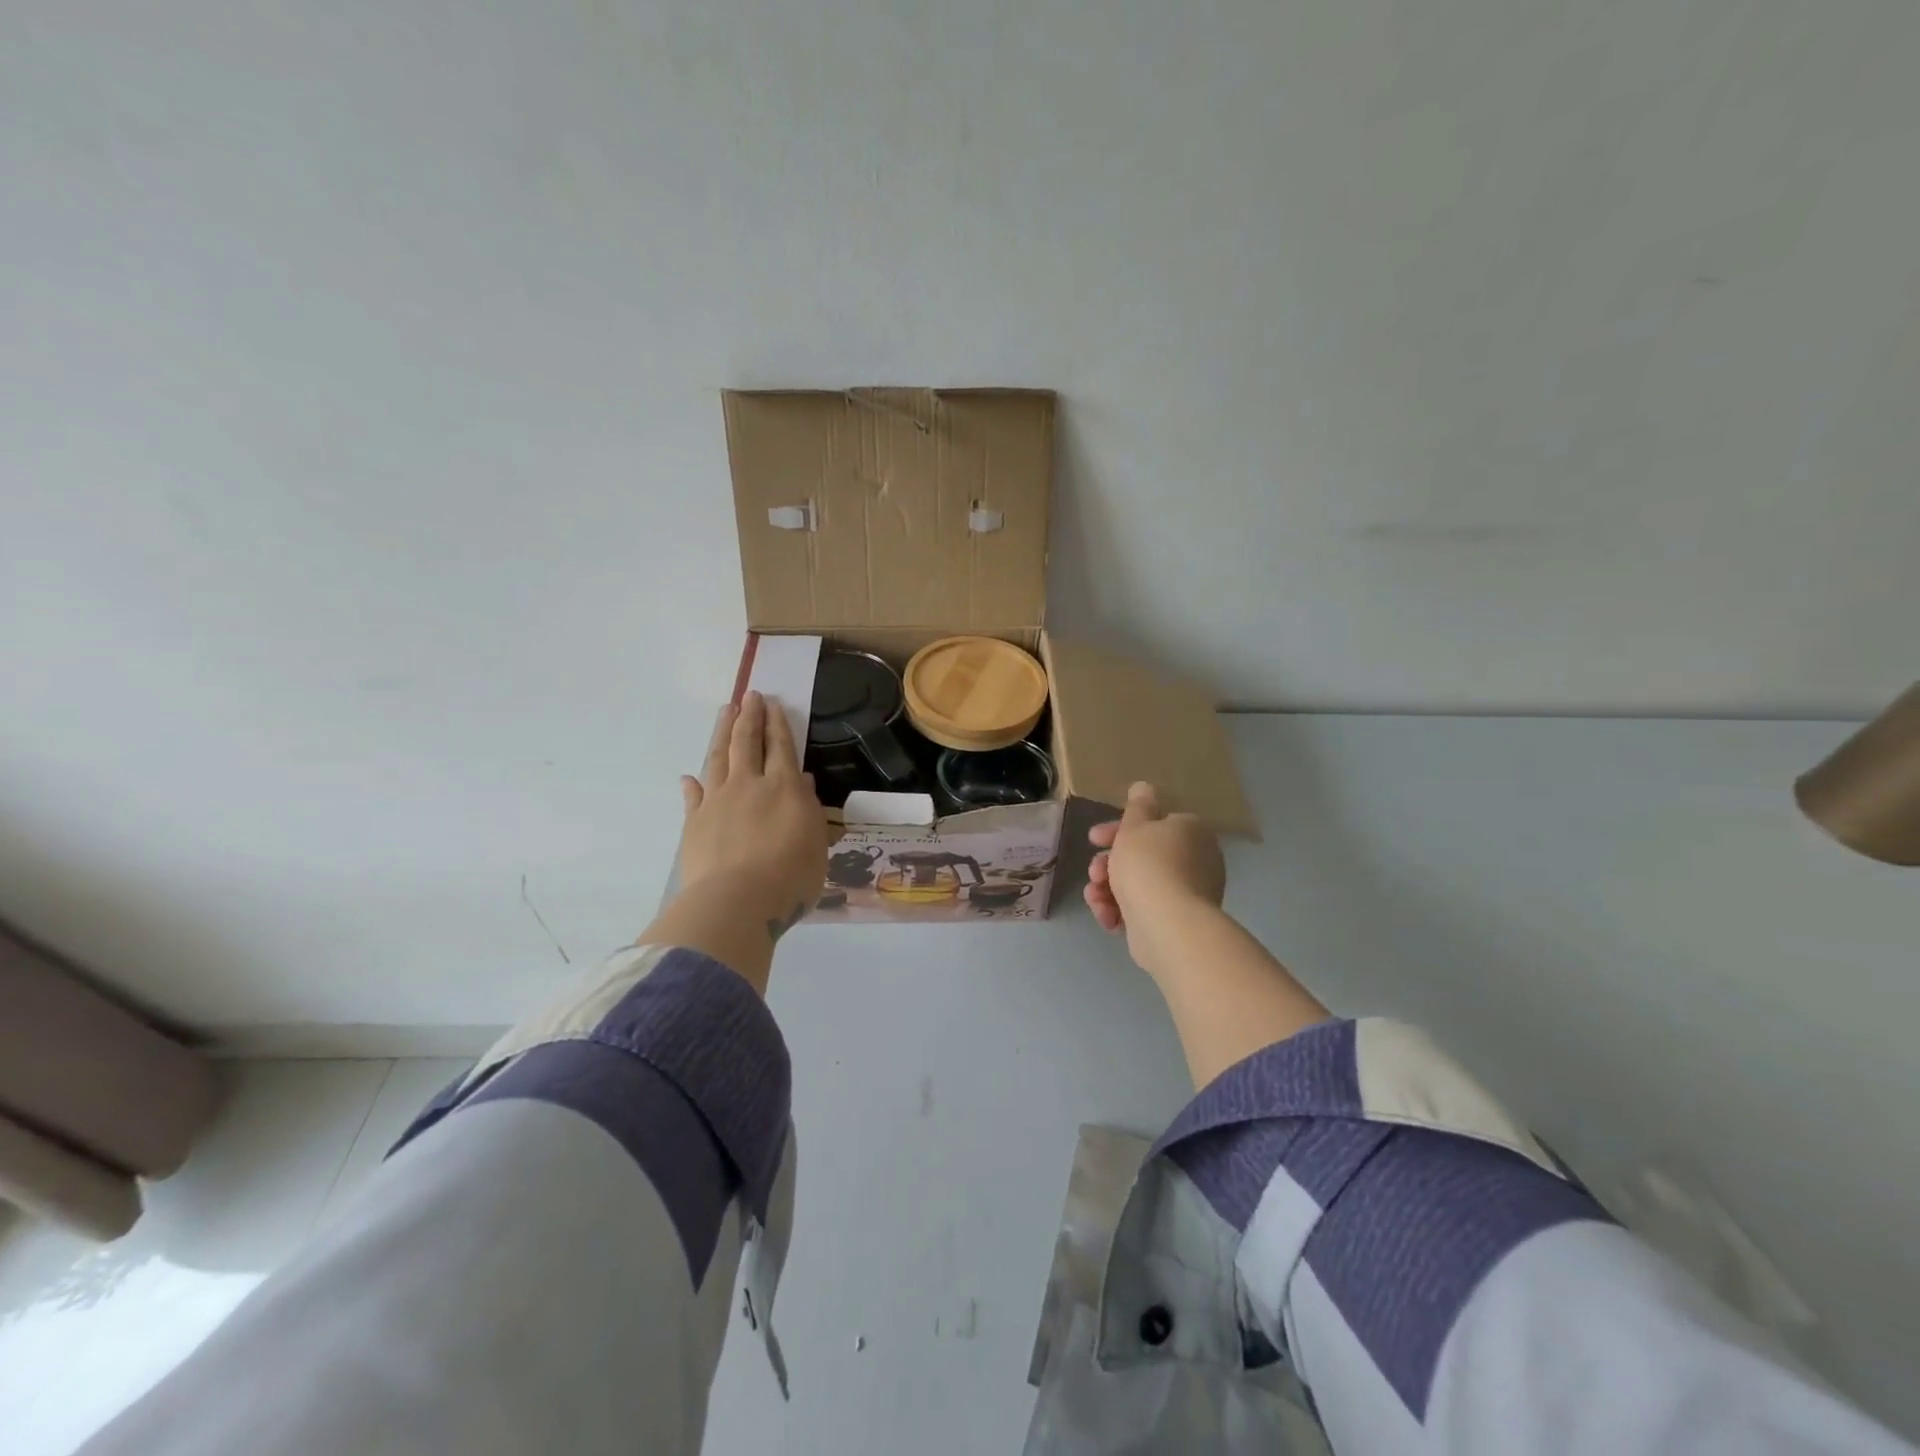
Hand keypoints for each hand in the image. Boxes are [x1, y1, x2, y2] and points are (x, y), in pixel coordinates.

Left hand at [678, 691, 827, 943]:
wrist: (737, 902)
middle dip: (749, 716)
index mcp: (784, 788)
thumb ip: (809, 810)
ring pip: (719, 758)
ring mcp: (717, 802)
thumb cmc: (790, 877)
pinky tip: (690, 777)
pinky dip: (693, 784)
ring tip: (725, 714)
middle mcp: (749, 785)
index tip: (772, 703)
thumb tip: (803, 782)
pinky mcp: (694, 823)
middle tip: (749, 696)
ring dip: (722, 734)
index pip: (781, 746)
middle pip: (747, 743)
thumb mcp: (816, 844)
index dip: (776, 723)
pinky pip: (693, 797)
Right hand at [1085, 782, 1226, 974]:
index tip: (1093, 839)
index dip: (1117, 829)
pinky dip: (1121, 910)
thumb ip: (1137, 806)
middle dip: (1109, 863)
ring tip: (1095, 897)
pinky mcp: (1176, 922)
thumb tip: (1144, 786)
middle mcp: (1195, 860)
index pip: (1151, 824)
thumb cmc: (1148, 865)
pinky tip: (1107, 916)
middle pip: (1142, 856)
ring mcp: (1188, 893)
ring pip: (1138, 884)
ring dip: (1108, 888)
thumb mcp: (1134, 826)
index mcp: (1190, 831)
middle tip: (1093, 871)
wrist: (1166, 923)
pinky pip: (1143, 908)